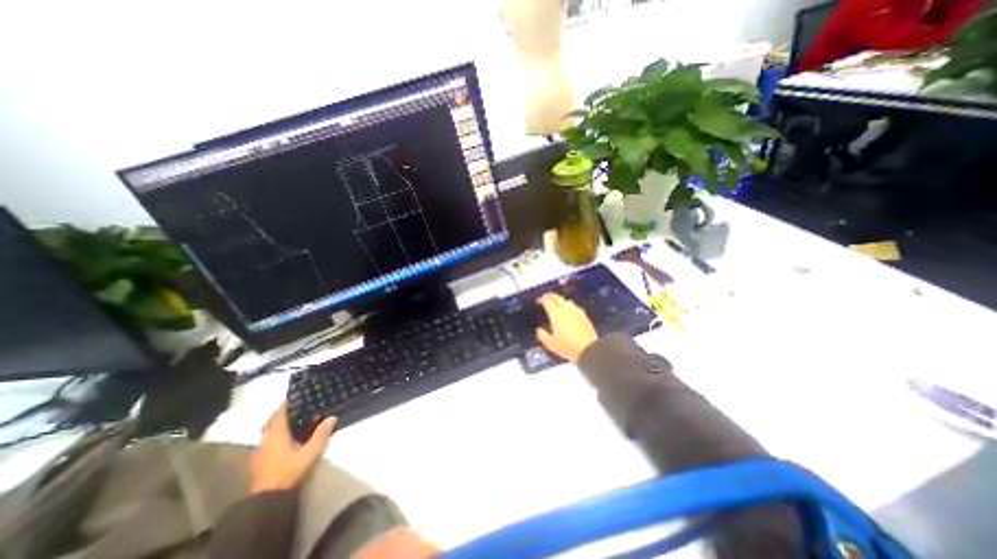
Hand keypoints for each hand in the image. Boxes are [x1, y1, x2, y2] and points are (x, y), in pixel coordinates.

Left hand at [247, 402, 332, 493]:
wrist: (267, 500)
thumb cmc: (289, 471)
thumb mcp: (311, 452)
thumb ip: (321, 434)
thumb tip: (332, 417)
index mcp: (277, 434)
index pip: (279, 414)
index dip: (286, 404)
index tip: (294, 396)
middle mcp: (266, 440)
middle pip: (271, 422)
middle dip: (281, 414)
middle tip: (294, 408)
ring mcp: (260, 452)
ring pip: (267, 433)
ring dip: (276, 426)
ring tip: (290, 422)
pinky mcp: (258, 462)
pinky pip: (266, 442)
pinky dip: (273, 437)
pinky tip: (282, 442)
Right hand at [534, 293, 593, 361]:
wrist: (589, 349)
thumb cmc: (568, 346)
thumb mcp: (550, 344)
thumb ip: (542, 335)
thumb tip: (539, 330)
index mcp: (556, 314)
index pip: (547, 301)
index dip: (542, 299)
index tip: (539, 301)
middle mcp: (566, 309)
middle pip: (557, 297)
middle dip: (550, 296)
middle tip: (546, 297)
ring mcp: (577, 311)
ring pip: (567, 300)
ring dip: (560, 300)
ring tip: (557, 304)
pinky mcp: (584, 316)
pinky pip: (575, 307)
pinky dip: (569, 306)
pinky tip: (569, 312)